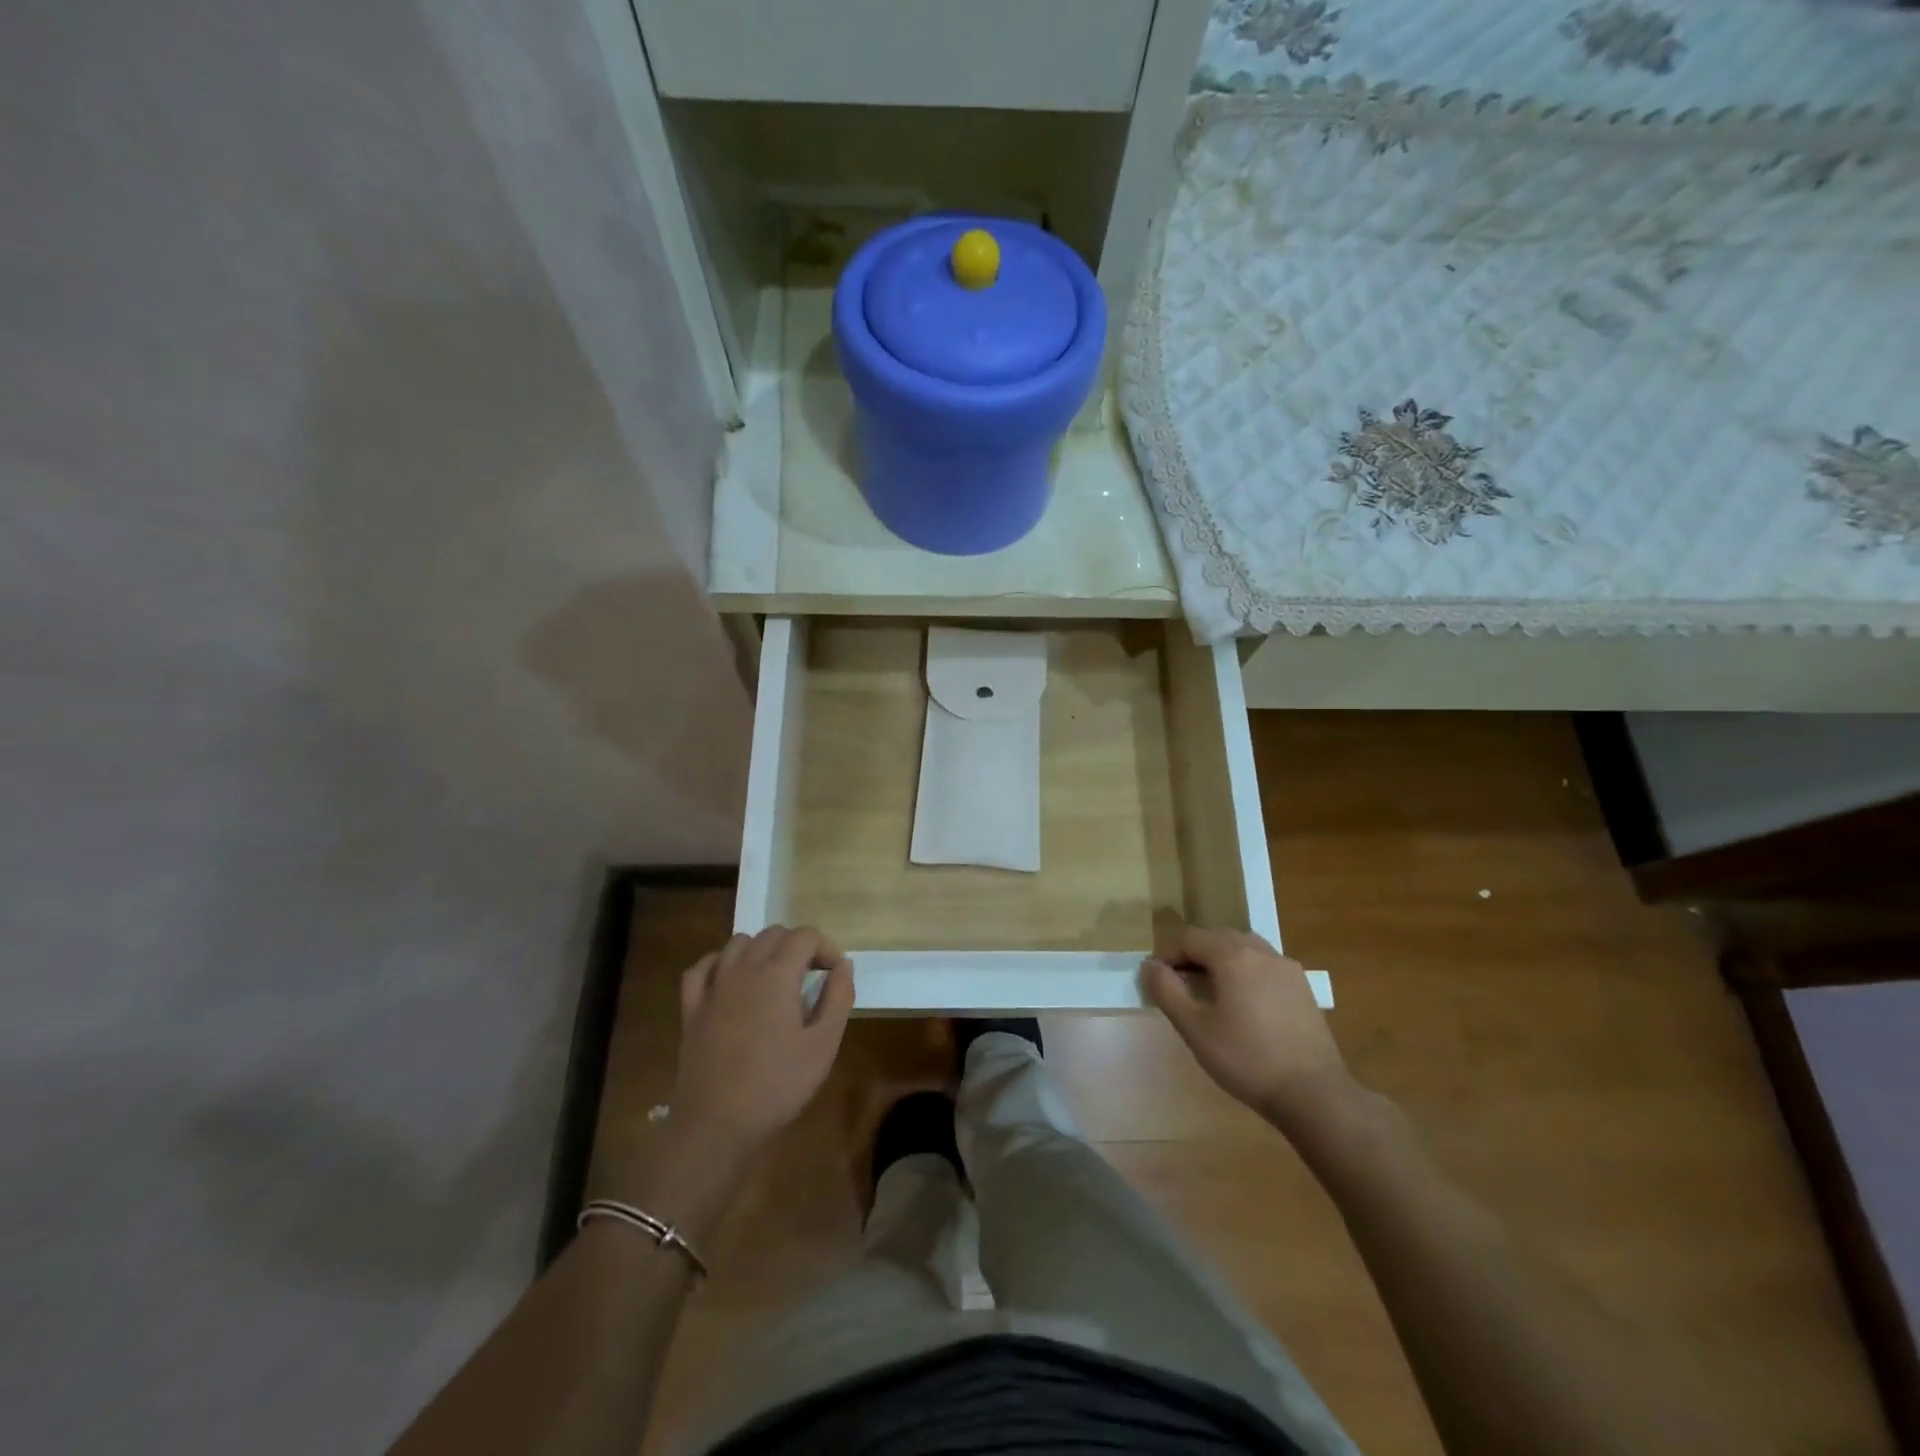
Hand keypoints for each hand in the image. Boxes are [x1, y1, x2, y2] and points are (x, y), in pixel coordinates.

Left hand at [670, 926, 854, 1156]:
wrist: (716, 1125)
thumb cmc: (777, 1085)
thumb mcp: (823, 1045)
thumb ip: (838, 998)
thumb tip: (843, 966)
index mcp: (777, 974)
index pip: (805, 936)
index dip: (826, 947)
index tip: (835, 975)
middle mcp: (742, 969)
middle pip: (773, 934)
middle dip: (798, 946)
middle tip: (812, 977)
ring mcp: (712, 987)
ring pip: (738, 943)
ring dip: (762, 950)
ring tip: (776, 978)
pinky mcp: (691, 1008)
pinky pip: (702, 968)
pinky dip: (721, 964)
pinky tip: (731, 981)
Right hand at [1142, 926, 1356, 1135]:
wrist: (1313, 1093)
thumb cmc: (1246, 1059)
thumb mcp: (1194, 1028)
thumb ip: (1167, 990)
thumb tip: (1149, 965)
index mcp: (1233, 955)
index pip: (1190, 938)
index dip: (1169, 955)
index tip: (1159, 981)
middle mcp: (1261, 951)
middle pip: (1218, 938)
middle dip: (1194, 955)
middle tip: (1181, 986)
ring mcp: (1287, 967)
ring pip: (1244, 949)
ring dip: (1221, 961)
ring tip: (1211, 993)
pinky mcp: (1303, 987)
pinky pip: (1265, 965)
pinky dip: (1246, 972)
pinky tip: (1244, 1005)